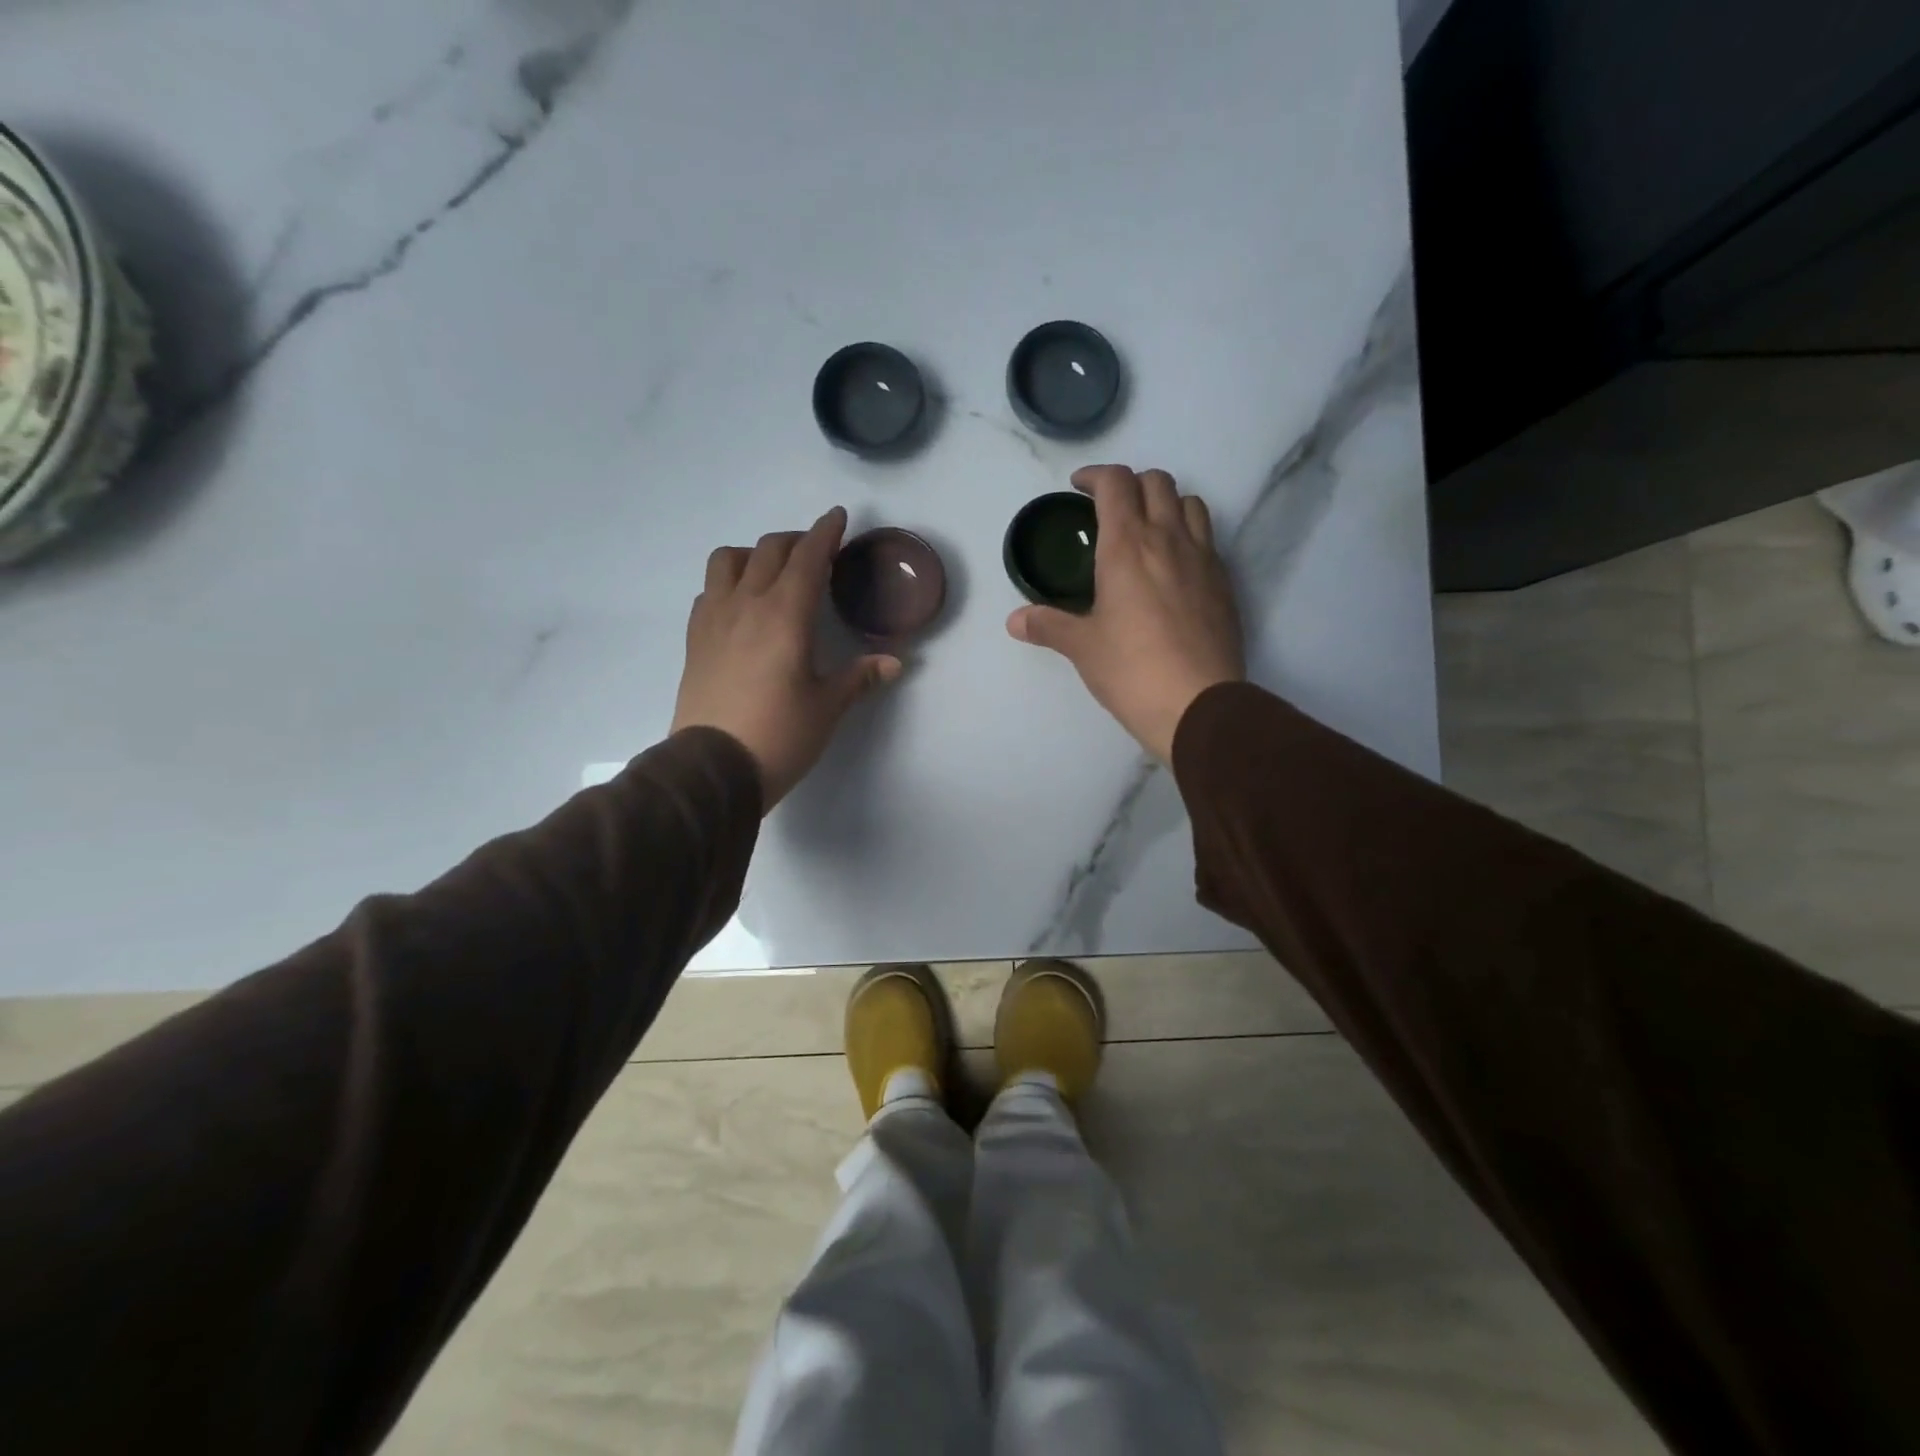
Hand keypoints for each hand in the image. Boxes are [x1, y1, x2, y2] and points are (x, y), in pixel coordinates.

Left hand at [672, 506, 902, 810]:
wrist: (713, 768)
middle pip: (769, 550)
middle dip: (796, 541)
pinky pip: (708, 591)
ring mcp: (714, 619)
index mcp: (786, 615)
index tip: (837, 516)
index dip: (825, 533)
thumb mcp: (827, 707)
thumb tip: (895, 663)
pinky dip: (728, 582)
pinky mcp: (695, 639)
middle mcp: (747, 604)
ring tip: (771, 571)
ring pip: (727, 560)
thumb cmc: (780, 735)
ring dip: (753, 554)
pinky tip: (740, 605)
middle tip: (816, 553)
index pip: (808, 558)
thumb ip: (859, 677)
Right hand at [1007, 465, 1243, 761]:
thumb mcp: (1082, 647)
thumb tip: (1014, 621)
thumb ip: (1047, 626)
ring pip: (1190, 503)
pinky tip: (1173, 569)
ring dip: (1166, 503)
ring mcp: (1203, 559)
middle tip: (1109, 510)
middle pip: (1157, 482)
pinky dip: (1188, 536)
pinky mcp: (1224, 583)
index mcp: (1128, 546)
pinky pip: (1207, 539)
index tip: (1079, 488)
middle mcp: (1169, 539)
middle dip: (1130, 484)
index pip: (1116, 483)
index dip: (1095, 476)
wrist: (1199, 705)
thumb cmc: (1132, 670)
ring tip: (1147, 529)